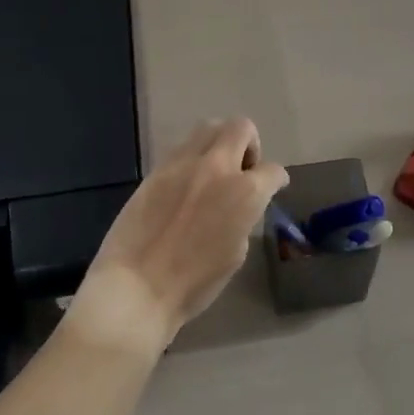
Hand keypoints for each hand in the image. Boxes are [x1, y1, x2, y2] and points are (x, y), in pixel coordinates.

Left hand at [65, 118, 288, 358]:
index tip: (274, 185)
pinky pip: (182, 147)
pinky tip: (188, 181)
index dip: (277, 179)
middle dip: (250, 144)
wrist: (136, 287)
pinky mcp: (157, 169)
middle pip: (241, 127)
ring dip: (220, 141)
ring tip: (215, 169)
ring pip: (209, 127)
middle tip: (243, 169)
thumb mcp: (235, 253)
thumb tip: (238, 205)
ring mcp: (183, 163)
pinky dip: (194, 156)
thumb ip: (243, 216)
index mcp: (244, 192)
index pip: (272, 170)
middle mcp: (217, 167)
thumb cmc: (193, 284)